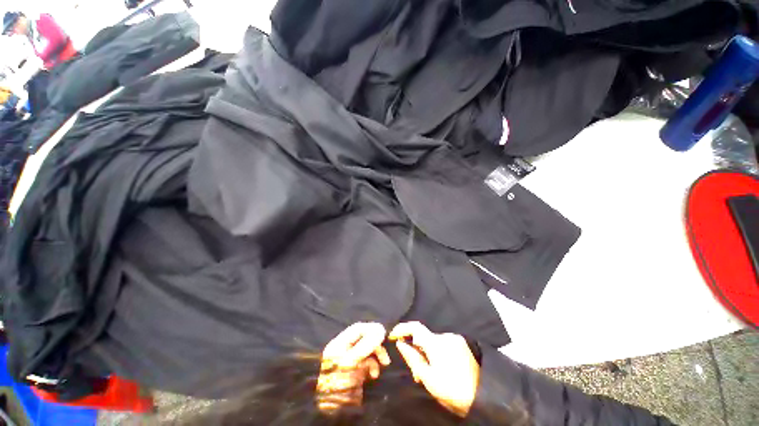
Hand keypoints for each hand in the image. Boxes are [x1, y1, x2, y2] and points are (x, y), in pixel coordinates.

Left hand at [317, 323, 390, 411]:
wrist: (334, 414)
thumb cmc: (338, 384)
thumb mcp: (350, 363)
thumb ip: (365, 345)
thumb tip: (381, 329)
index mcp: (339, 344)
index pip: (357, 329)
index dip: (371, 329)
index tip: (384, 335)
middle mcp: (344, 350)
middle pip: (363, 338)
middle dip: (376, 344)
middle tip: (385, 353)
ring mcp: (350, 361)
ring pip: (367, 350)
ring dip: (377, 355)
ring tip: (384, 364)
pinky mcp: (356, 372)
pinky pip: (368, 363)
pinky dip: (374, 365)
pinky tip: (375, 374)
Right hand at [389, 322, 479, 416]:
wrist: (482, 396)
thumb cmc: (452, 389)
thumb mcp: (428, 379)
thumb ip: (413, 358)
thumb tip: (400, 343)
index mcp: (436, 343)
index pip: (415, 327)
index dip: (402, 328)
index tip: (392, 335)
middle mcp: (445, 336)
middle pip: (424, 337)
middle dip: (417, 350)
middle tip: (416, 372)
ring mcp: (455, 339)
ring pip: (433, 342)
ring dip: (428, 353)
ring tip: (430, 374)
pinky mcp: (461, 343)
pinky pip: (443, 344)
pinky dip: (437, 353)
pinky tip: (441, 367)